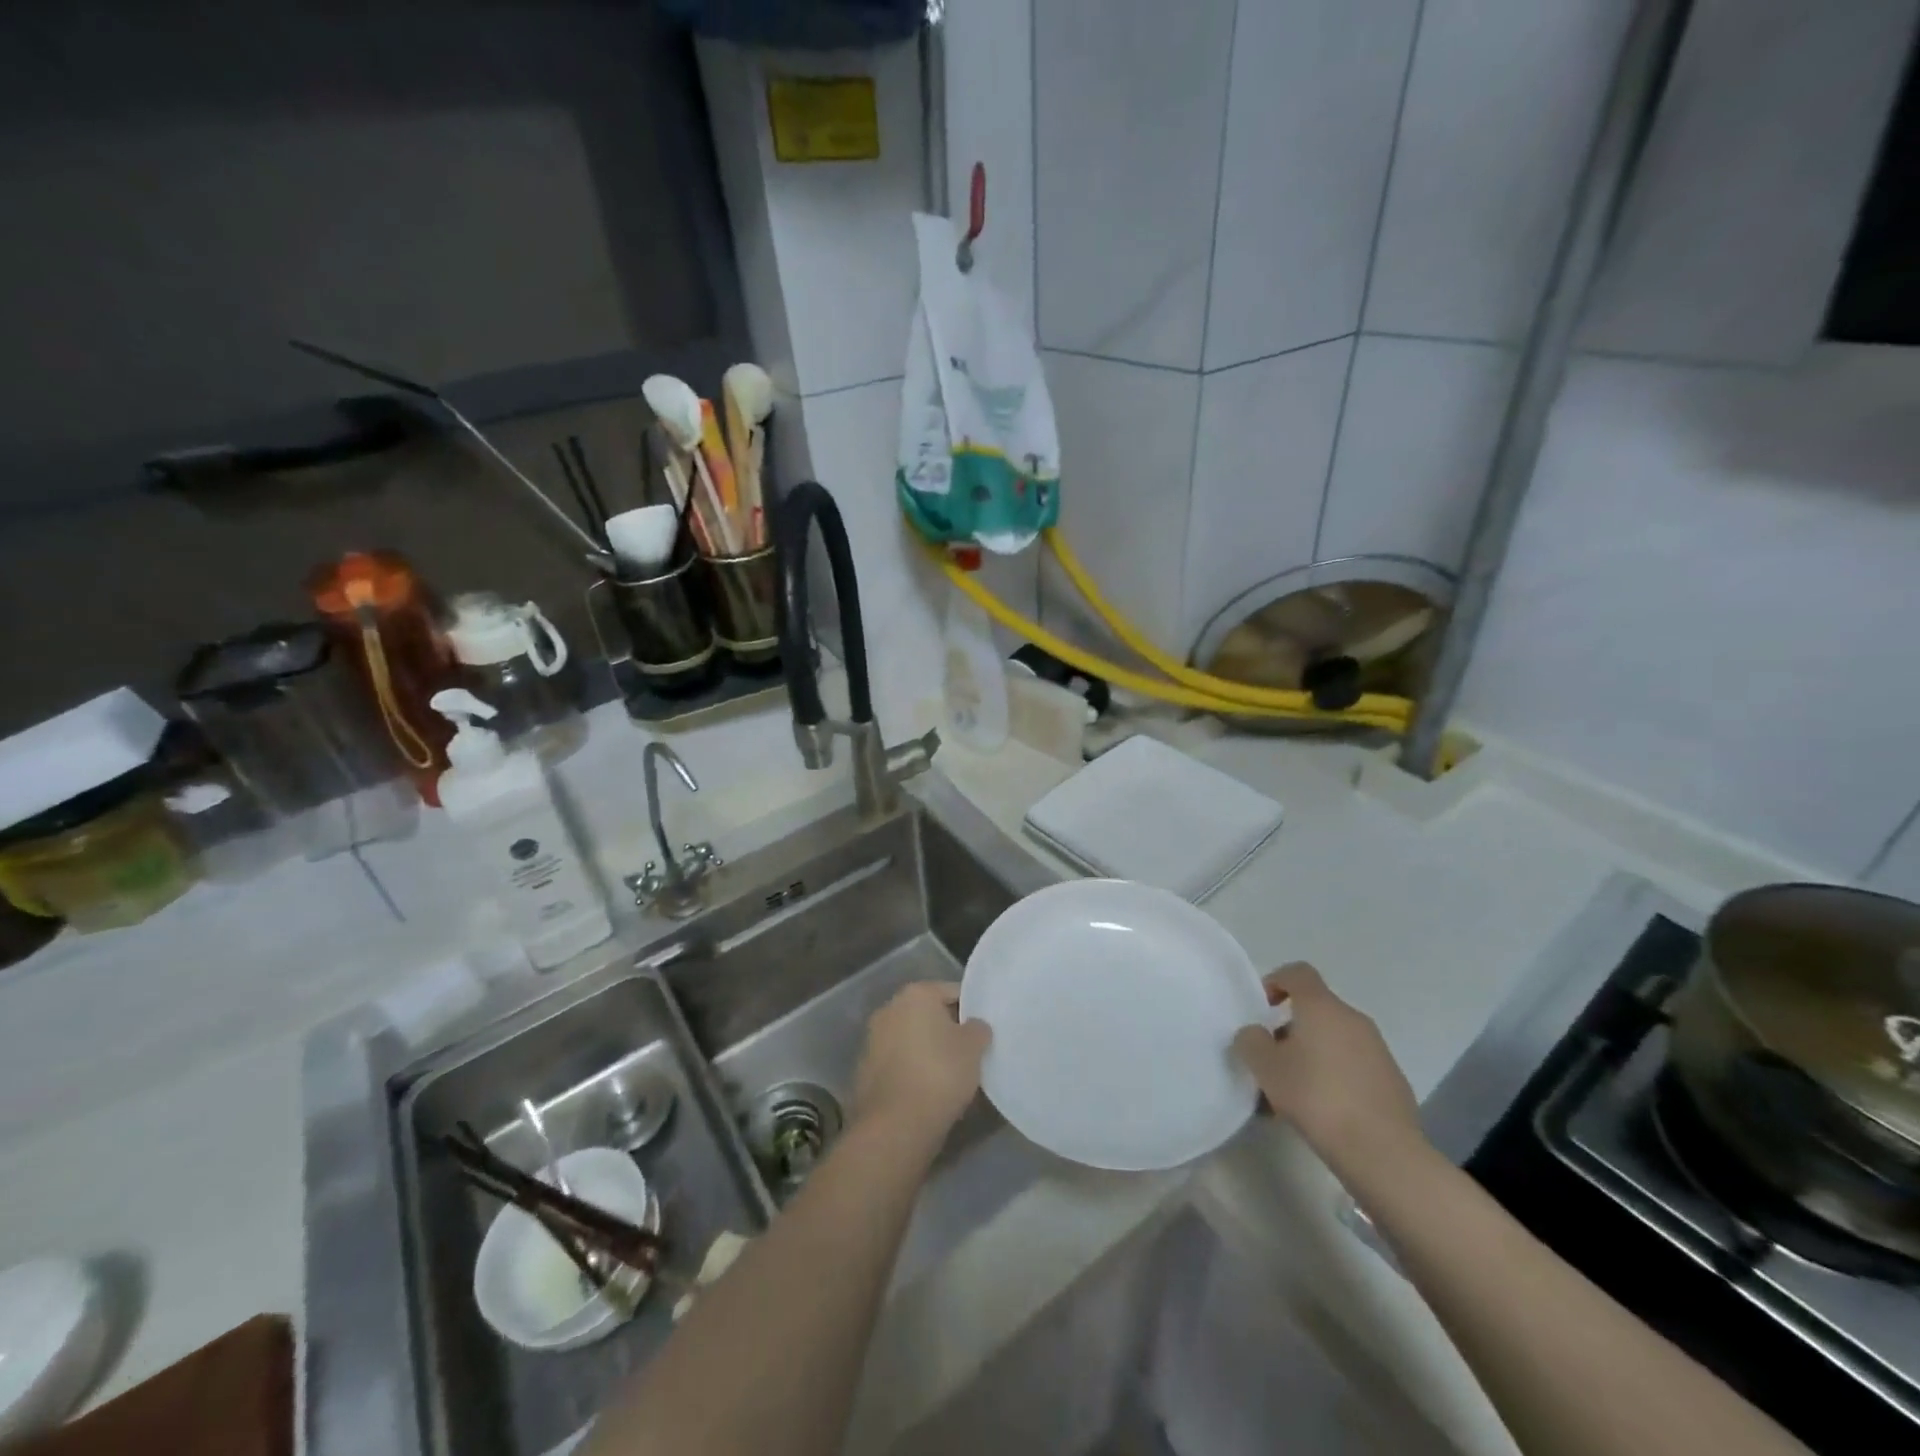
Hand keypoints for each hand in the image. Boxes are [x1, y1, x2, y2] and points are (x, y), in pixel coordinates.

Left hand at [852, 982, 990, 1141]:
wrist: (895, 1125)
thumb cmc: (940, 1074)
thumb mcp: (974, 1047)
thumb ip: (978, 1029)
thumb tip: (973, 1026)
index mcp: (915, 994)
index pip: (951, 991)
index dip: (971, 1009)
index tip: (982, 1031)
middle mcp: (889, 1008)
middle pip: (927, 1013)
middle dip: (946, 1029)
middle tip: (969, 1052)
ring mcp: (872, 1039)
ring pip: (910, 1038)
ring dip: (927, 1050)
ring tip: (949, 1075)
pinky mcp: (864, 1069)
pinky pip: (897, 1062)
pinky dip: (911, 1070)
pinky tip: (927, 1091)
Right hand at [1233, 963, 1424, 1175]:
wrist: (1382, 1151)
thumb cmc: (1316, 1097)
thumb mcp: (1265, 1067)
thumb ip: (1251, 1041)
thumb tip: (1255, 1034)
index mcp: (1322, 1007)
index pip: (1298, 972)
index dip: (1276, 981)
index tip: (1264, 1009)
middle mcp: (1353, 1019)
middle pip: (1316, 1010)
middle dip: (1291, 1029)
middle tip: (1273, 1060)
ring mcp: (1378, 1050)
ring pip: (1335, 1040)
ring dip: (1312, 1055)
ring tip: (1294, 1093)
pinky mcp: (1393, 1080)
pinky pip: (1354, 1066)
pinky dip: (1336, 1076)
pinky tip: (1325, 1111)